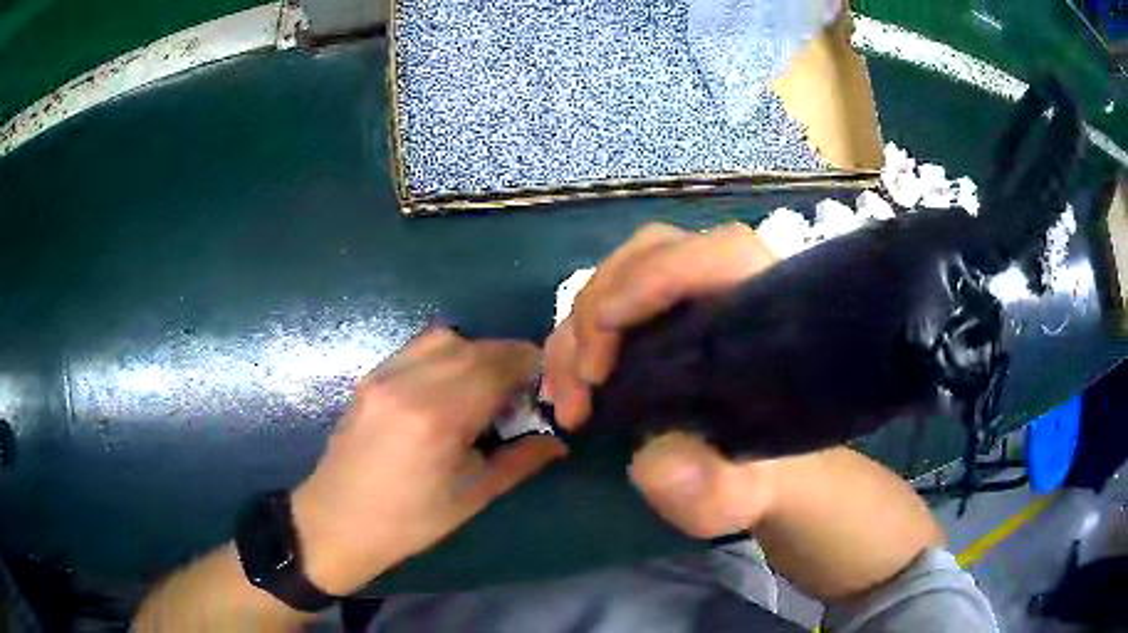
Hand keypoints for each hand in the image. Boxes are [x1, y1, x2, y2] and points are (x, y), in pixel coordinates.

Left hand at [292, 328, 566, 594]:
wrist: (337, 522)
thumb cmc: (408, 521)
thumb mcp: (472, 497)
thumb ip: (520, 461)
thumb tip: (558, 441)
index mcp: (438, 417)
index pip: (496, 366)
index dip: (529, 366)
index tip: (545, 384)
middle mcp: (408, 383)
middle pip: (472, 347)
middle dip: (507, 358)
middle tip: (522, 389)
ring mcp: (383, 375)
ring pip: (443, 338)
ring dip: (475, 352)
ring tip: (486, 386)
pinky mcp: (369, 377)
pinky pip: (417, 348)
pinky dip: (445, 355)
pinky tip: (450, 387)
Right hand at [543, 222, 780, 536]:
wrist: (766, 477)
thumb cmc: (766, 478)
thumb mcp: (746, 496)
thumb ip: (714, 489)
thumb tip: (657, 461)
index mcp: (771, 314)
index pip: (723, 253)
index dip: (659, 275)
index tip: (605, 329)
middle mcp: (729, 289)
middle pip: (655, 254)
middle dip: (601, 309)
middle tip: (583, 384)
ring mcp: (691, 299)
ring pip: (622, 277)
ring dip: (578, 331)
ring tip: (568, 402)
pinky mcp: (663, 318)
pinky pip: (608, 306)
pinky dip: (576, 342)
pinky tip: (569, 391)